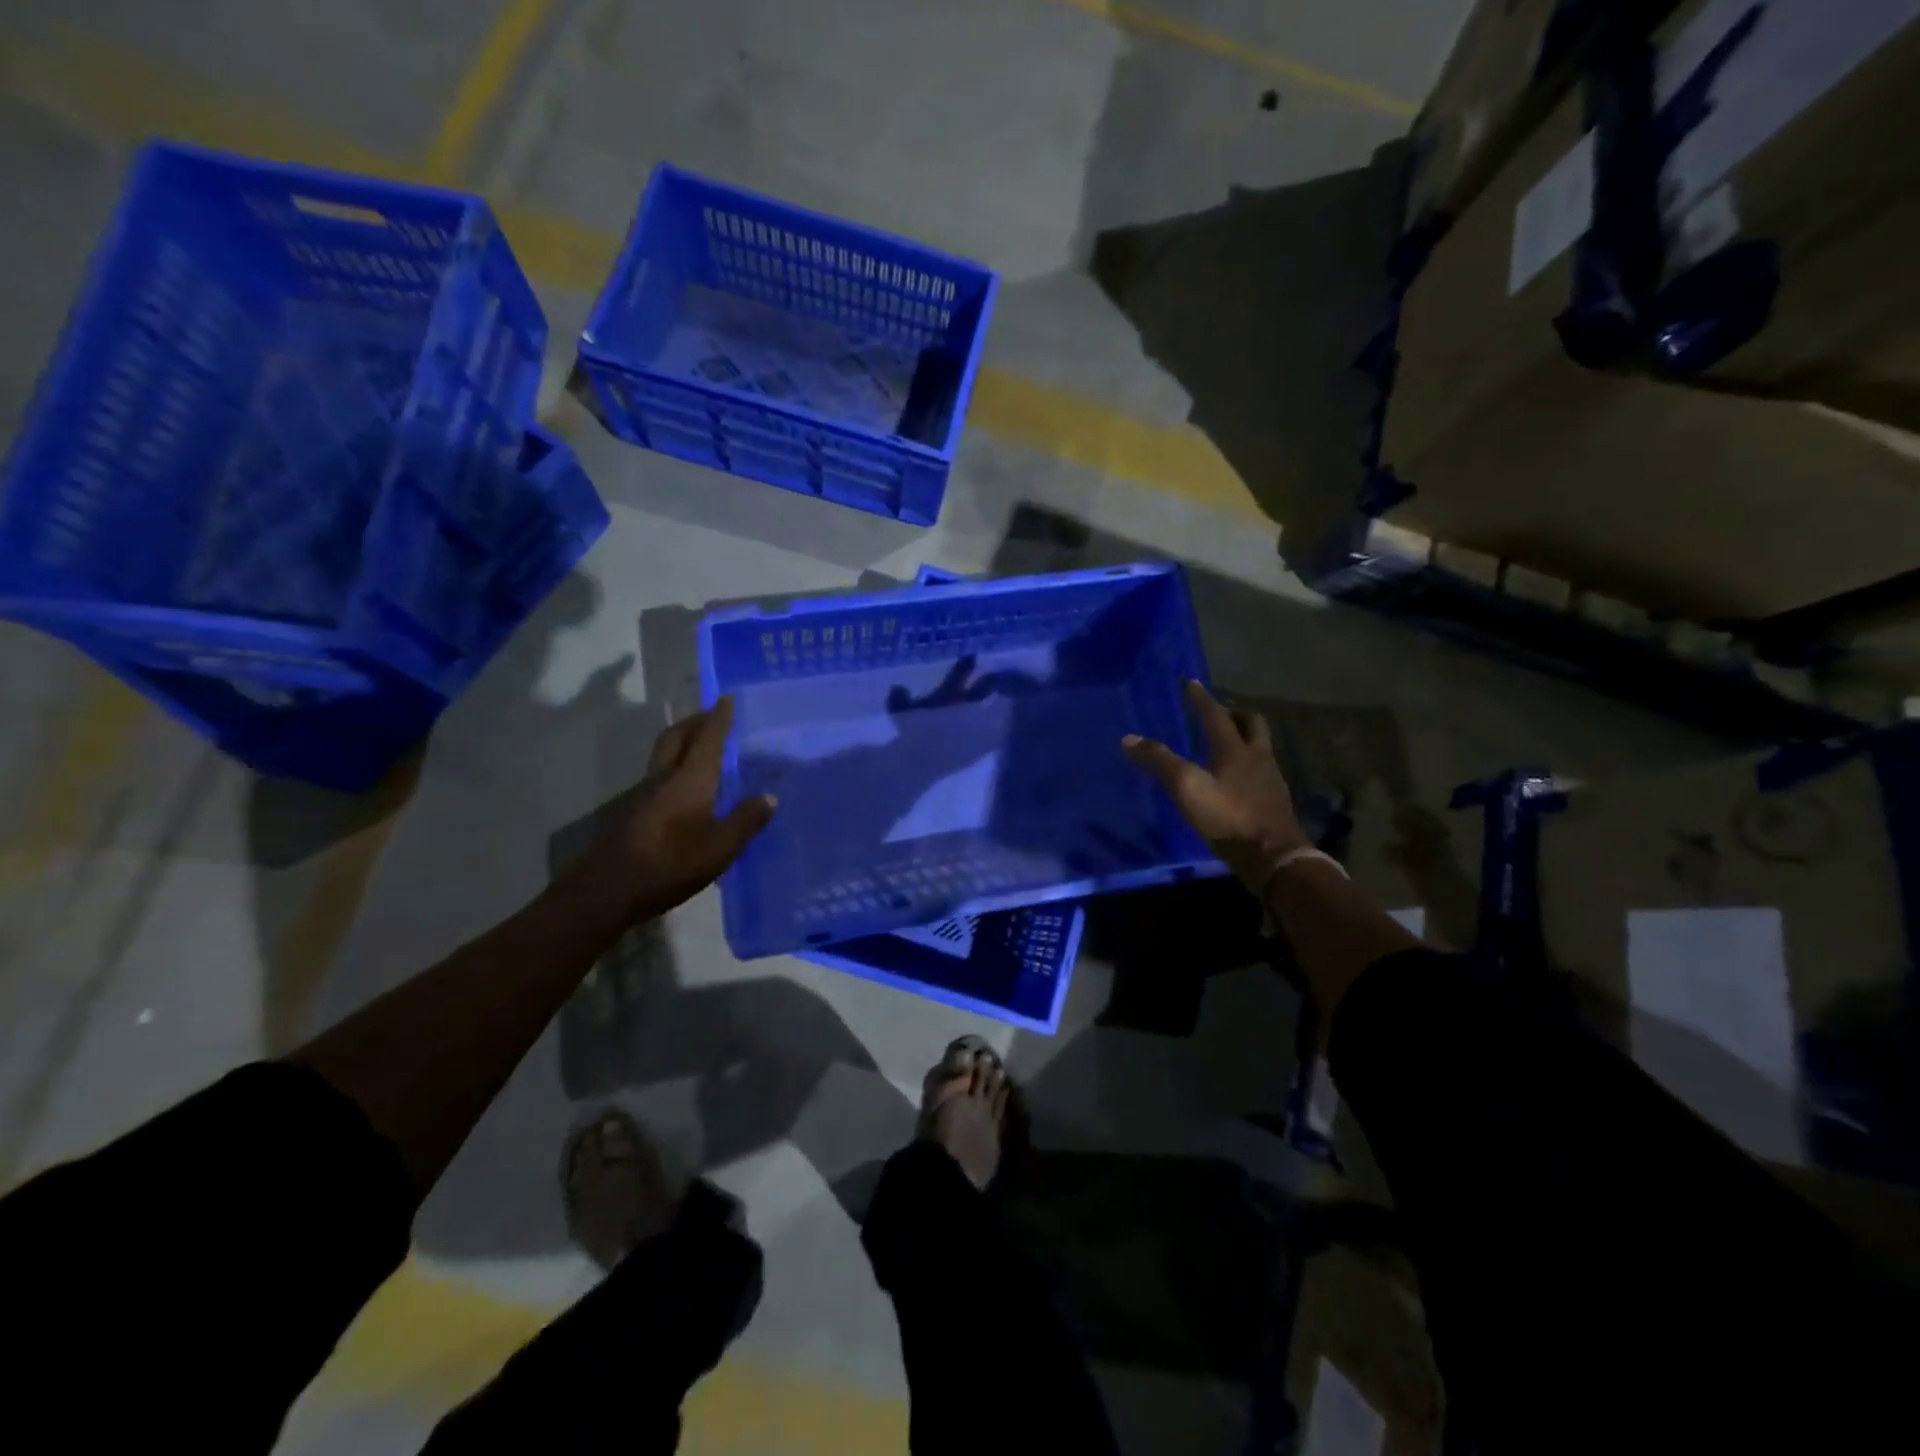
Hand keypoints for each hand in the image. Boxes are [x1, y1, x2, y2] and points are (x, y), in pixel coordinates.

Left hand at [571, 697, 775, 925]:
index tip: (727, 699)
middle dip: (695, 721)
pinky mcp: (633, 813)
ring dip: (682, 743)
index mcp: (690, 779)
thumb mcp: (720, 848)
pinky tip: (688, 789)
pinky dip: (675, 768)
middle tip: (712, 715)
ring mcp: (644, 795)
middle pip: (676, 737)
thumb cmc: (670, 865)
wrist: (608, 891)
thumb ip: (746, 821)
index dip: (719, 718)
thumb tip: (768, 797)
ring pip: (664, 755)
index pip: (708, 738)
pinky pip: (659, 777)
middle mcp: (664, 778)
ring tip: (703, 748)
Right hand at [1123, 680, 1309, 890]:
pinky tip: (1235, 779)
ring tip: (1225, 743)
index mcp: (1235, 749)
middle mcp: (1257, 757)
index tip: (1190, 682)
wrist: (1272, 856)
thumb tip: (1129, 739)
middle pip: (1251, 724)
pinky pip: (1261, 771)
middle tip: (1218, 712)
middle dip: (1234, 714)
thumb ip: (1160, 761)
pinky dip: (1247, 764)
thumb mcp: (1187, 787)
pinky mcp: (1274, 801)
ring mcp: (1270, 780)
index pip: (1215, 715)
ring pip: (1259, 747)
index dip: (1200, 698)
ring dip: (1243, 738)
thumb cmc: (1228, 816)